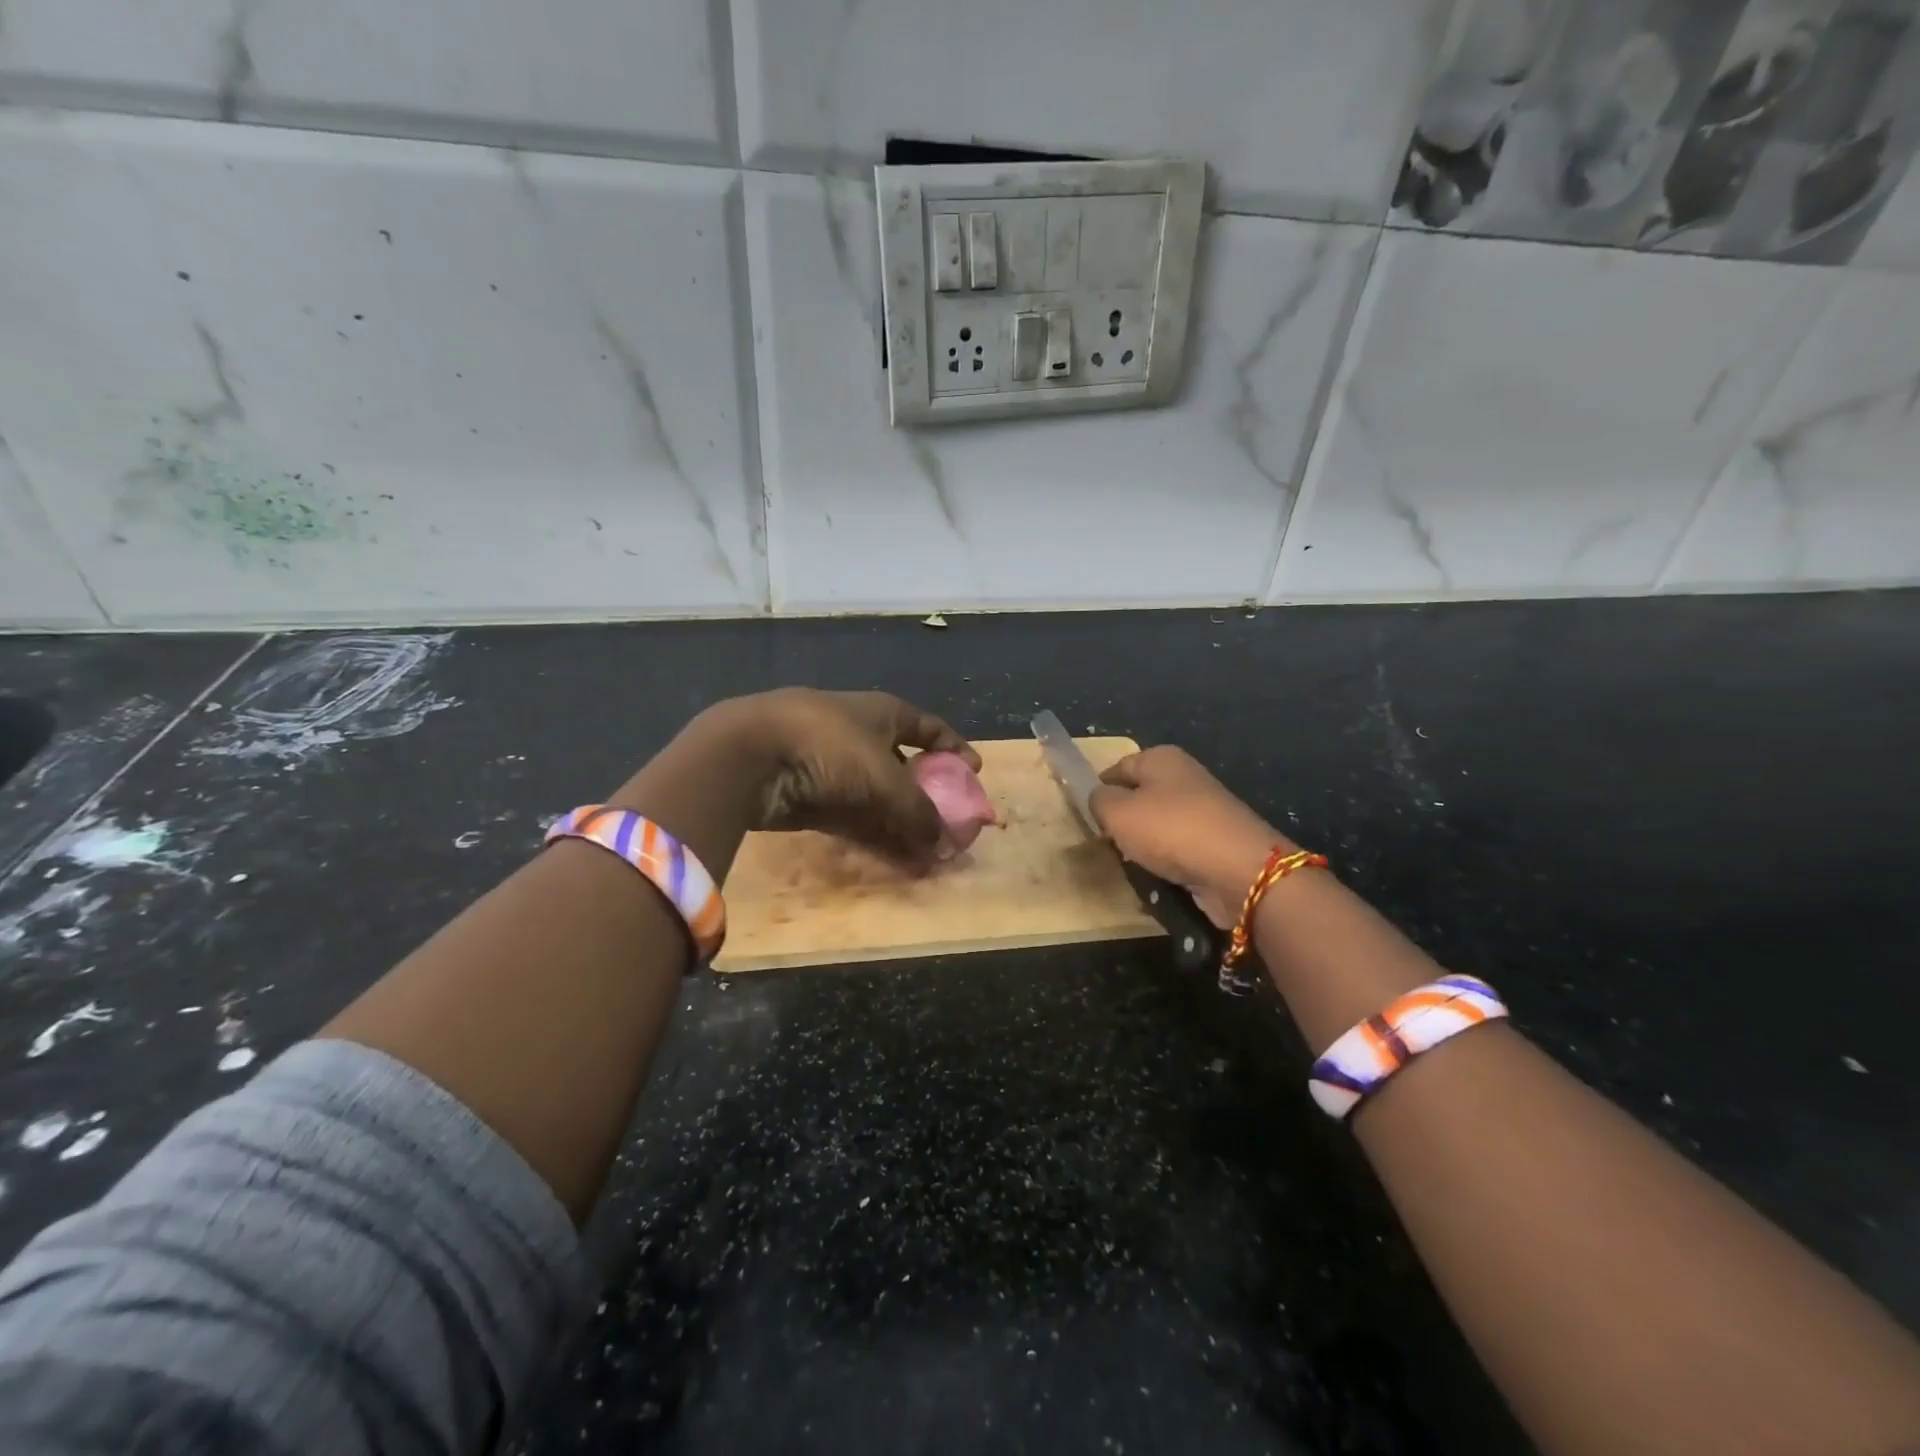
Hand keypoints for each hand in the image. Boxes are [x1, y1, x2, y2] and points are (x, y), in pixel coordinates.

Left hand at [739, 688, 977, 864]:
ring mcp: (832, 767)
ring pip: (879, 800)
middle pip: (904, 768)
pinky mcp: (810, 798)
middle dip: (928, 799)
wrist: (748, 753)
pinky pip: (854, 819)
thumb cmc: (828, 746)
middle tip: (950, 827)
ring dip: (904, 826)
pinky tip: (898, 861)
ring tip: (930, 857)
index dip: (952, 748)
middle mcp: (859, 736)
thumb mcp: (884, 778)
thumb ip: (919, 811)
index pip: (927, 727)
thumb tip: (943, 843)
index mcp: (881, 713)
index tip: (972, 773)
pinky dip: (876, 837)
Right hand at [1090, 746, 1292, 927]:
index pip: (1116, 768)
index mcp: (1161, 758)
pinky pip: (1178, 848)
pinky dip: (1166, 861)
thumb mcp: (1117, 812)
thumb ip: (1098, 800)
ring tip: (1130, 863)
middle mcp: (1184, 777)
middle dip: (1121, 820)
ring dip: (1142, 844)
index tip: (1084, 818)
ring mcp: (1204, 809)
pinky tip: (1157, 876)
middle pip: (1138, 796)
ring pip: (1157, 824)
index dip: (1097, 791)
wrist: (1239, 870)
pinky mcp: (1215, 841)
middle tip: (1104, 843)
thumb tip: (1100, 799)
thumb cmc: (1170, 830)